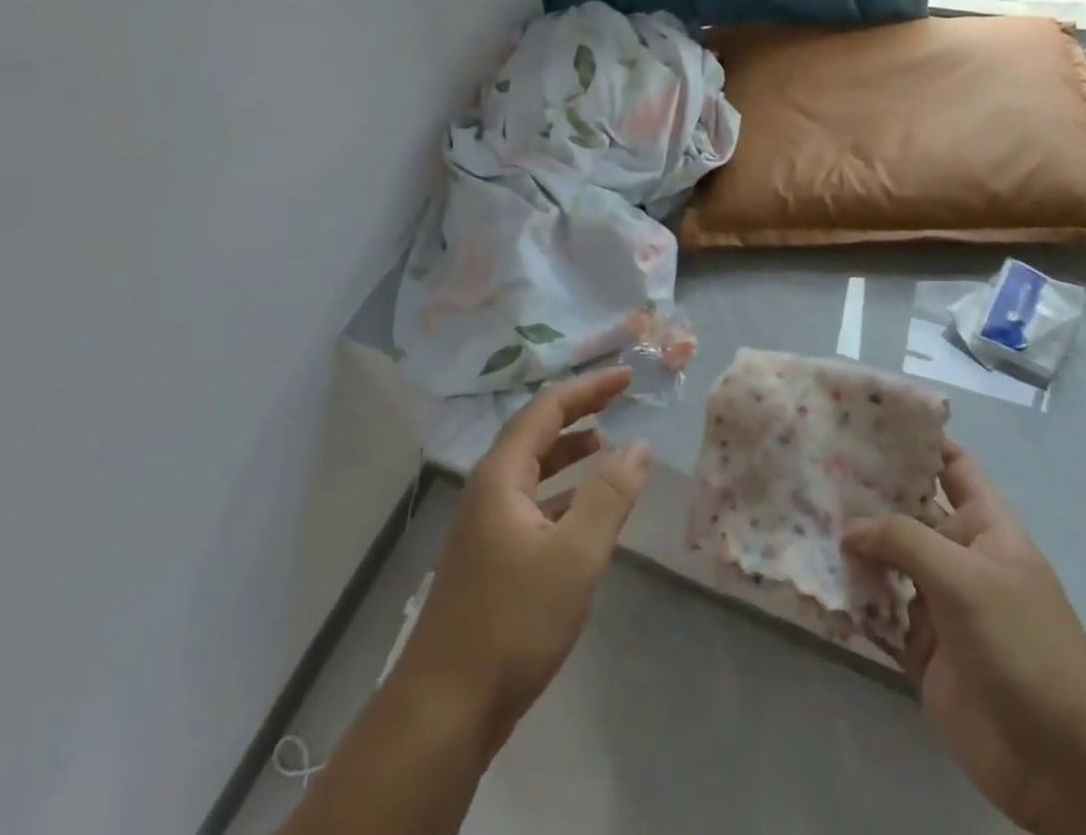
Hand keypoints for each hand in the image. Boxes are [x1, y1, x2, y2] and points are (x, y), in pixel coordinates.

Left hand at [390, 368, 649, 754]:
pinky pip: (532, 501)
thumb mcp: (574, 556)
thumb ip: (609, 496)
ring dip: (568, 451)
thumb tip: (638, 445)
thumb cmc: (512, 623)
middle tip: (619, 399)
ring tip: (606, 443)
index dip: (588, 389)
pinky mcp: (492, 555)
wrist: (446, 707)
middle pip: (536, 431)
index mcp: (501, 475)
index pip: (547, 409)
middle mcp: (489, 488)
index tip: (626, 377)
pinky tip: (584, 507)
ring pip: (533, 468)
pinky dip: (562, 491)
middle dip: (578, 411)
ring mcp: (486, 523)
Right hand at [842, 437, 1085, 833]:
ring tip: (798, 511)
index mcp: (985, 527)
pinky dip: (849, 598)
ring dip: (850, 543)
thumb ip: (904, 541)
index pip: (951, 464)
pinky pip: (877, 612)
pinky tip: (812, 577)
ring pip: (885, 559)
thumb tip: (849, 528)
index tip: (866, 414)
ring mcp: (938, 604)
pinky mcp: (920, 649)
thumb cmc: (1025, 649)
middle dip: (866, 488)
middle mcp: (958, 556)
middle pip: (907, 509)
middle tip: (812, 460)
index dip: (918, 438)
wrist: (1065, 769)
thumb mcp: (967, 580)